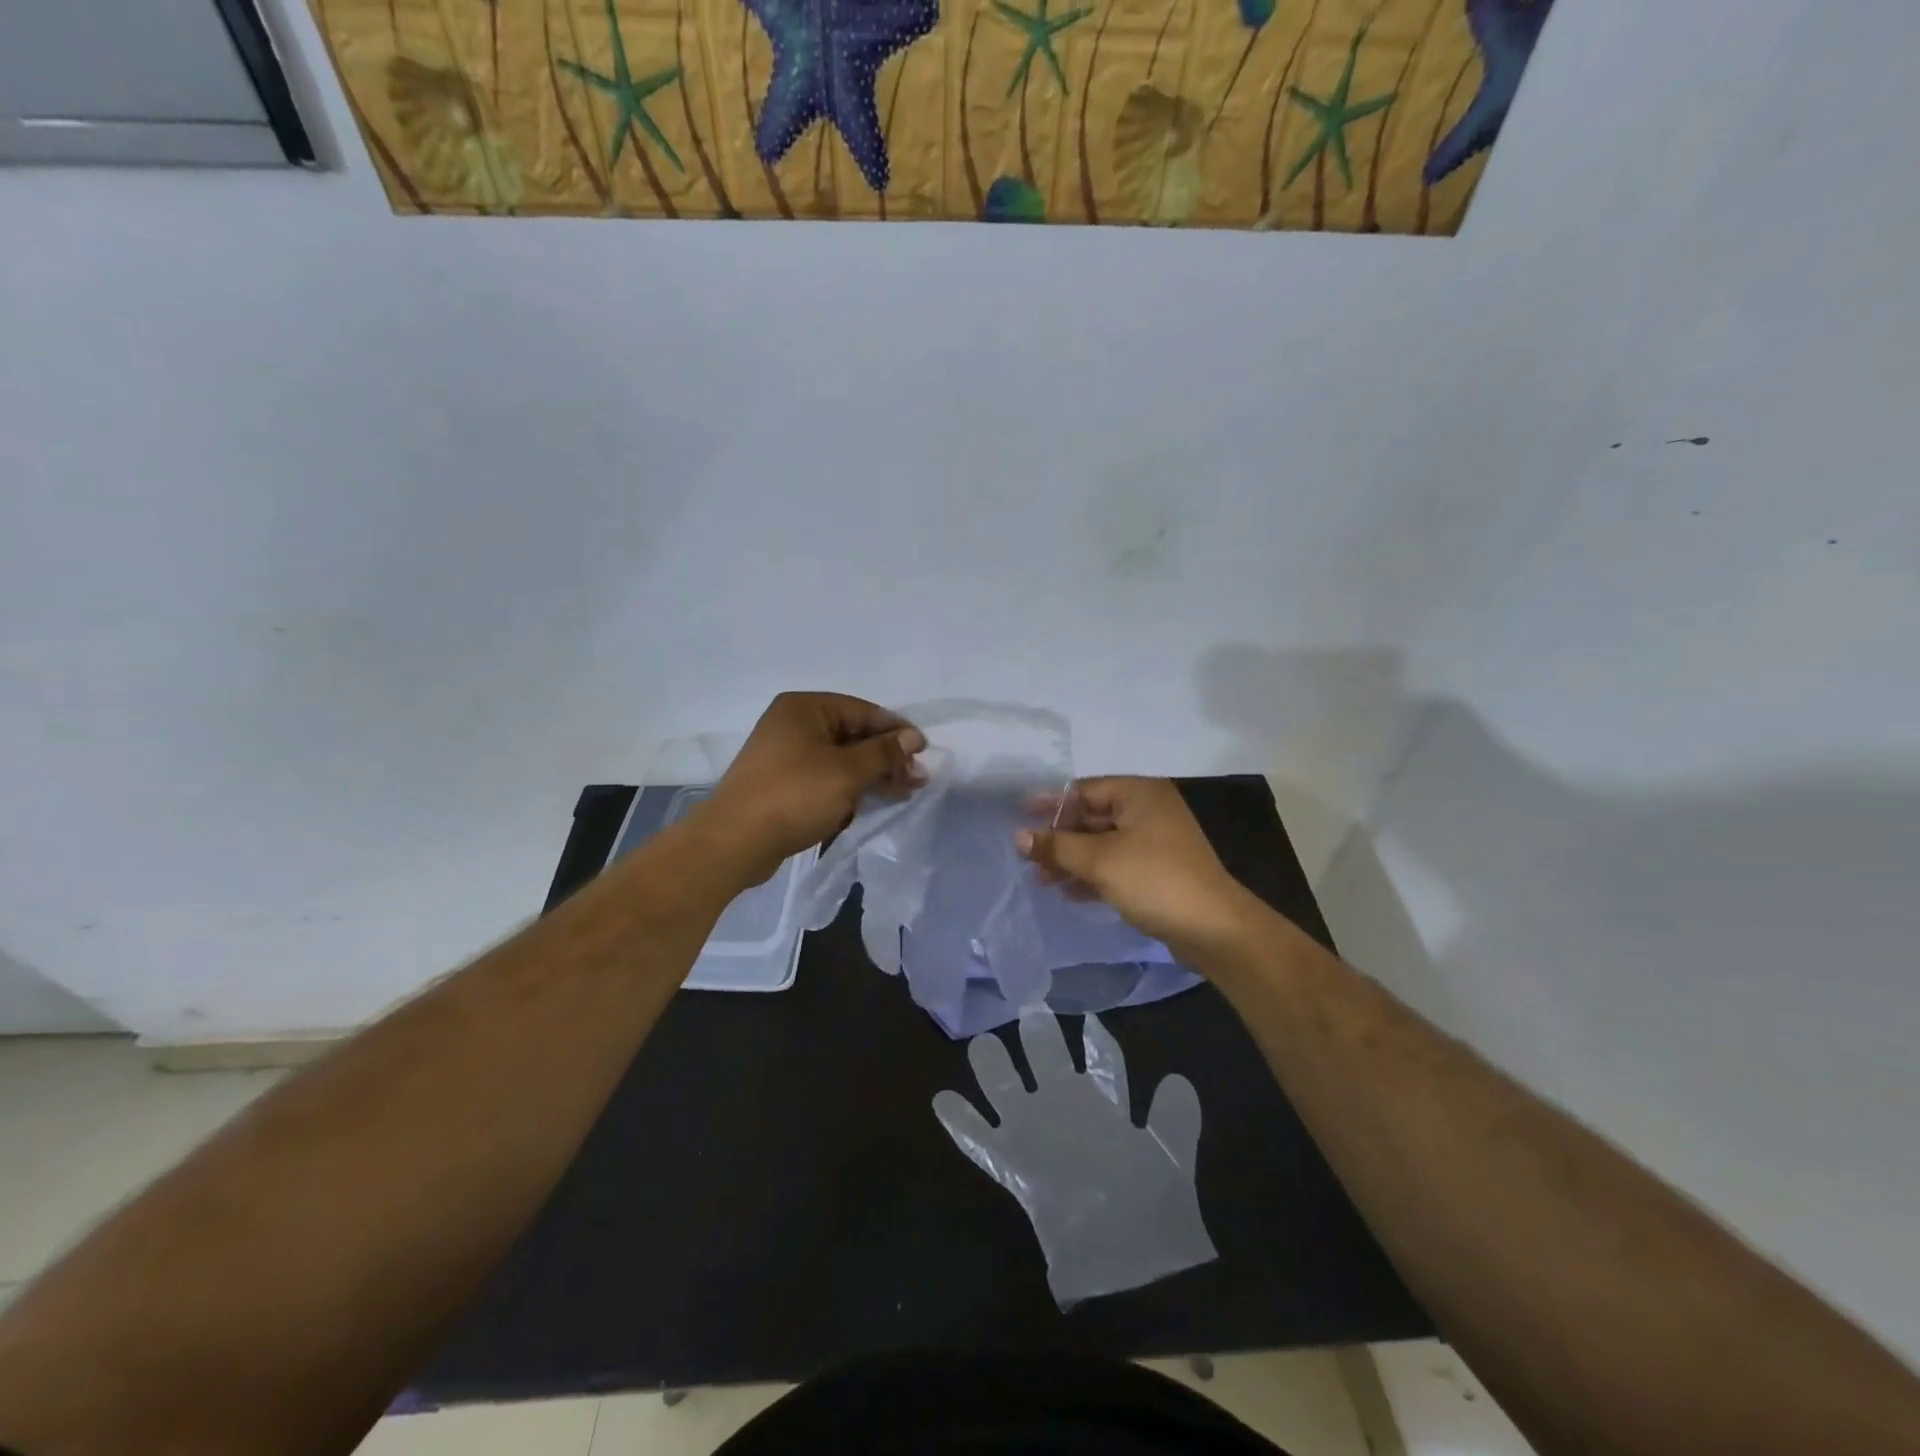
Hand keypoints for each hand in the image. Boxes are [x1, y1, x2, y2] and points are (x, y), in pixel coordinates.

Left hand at [699, 693, 925, 885]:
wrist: (735, 842)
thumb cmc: (794, 796)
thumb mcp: (847, 772)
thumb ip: (884, 752)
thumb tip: (914, 737)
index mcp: (805, 708)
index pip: (863, 711)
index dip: (896, 731)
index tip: (924, 753)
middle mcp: (793, 724)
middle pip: (853, 735)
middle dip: (886, 758)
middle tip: (916, 780)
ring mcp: (785, 755)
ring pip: (841, 760)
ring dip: (871, 776)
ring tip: (902, 794)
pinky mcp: (782, 784)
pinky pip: (825, 779)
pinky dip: (848, 789)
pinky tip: (869, 805)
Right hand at [933, 1009, 1214, 1304]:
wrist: (1125, 1271)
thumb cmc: (1151, 1212)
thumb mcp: (1169, 1163)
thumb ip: (1174, 1121)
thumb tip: (1177, 1079)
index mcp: (1104, 1107)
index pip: (1100, 1063)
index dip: (1097, 1040)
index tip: (1090, 1018)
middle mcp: (1065, 1111)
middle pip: (1048, 1062)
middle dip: (1039, 1035)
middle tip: (1031, 1007)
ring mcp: (1034, 1135)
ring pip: (1006, 1090)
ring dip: (994, 1067)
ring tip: (982, 1043)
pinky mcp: (1011, 1165)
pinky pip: (979, 1139)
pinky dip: (961, 1122)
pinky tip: (943, 1100)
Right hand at [1018, 777, 1265, 963]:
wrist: (1213, 929)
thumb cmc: (1153, 880)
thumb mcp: (1098, 860)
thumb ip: (1057, 846)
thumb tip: (1019, 837)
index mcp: (1139, 793)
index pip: (1084, 790)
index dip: (1051, 804)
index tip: (1019, 816)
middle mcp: (1148, 810)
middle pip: (1092, 817)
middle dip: (1059, 838)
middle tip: (1025, 855)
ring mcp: (1155, 842)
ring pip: (1102, 844)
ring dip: (1072, 860)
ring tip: (1040, 880)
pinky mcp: (1157, 871)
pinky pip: (1116, 864)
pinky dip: (1092, 875)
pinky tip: (1068, 893)